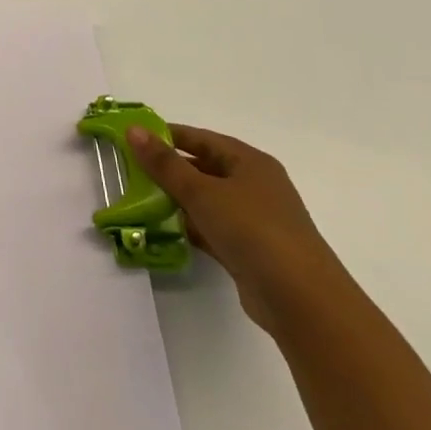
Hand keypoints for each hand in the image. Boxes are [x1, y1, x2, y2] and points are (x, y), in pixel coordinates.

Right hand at [129, 124, 352, 334]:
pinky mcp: (250, 250)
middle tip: (130, 170)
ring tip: (139, 199)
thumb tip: (133, 129)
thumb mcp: (202, 191)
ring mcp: (254, 220)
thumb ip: (164, 163)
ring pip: (207, 200)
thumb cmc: (252, 230)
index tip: (133, 138)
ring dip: (178, 200)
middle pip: (204, 168)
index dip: (167, 135)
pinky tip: (165, 230)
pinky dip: (191, 227)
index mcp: (249, 162)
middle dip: (169, 169)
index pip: (201, 138)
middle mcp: (255, 186)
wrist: (301, 300)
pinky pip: (212, 228)